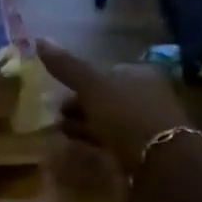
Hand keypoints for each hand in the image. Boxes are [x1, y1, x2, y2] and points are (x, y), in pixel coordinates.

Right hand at [37, 38, 192, 174]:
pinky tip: (79, 143)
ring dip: (84, 122)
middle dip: (79, 104)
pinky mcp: (145, 148)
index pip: (104, 71)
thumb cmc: (126, 116)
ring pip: (108, 118)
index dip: (78, 79)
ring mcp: (147, 123)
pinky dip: (94, 138)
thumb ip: (67, 66)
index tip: (56, 90)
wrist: (161, 162)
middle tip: (56, 113)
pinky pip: (113, 138)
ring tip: (60, 130)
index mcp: (140, 74)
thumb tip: (40, 39)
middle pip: (105, 96)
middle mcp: (147, 95)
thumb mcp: (92, 87)